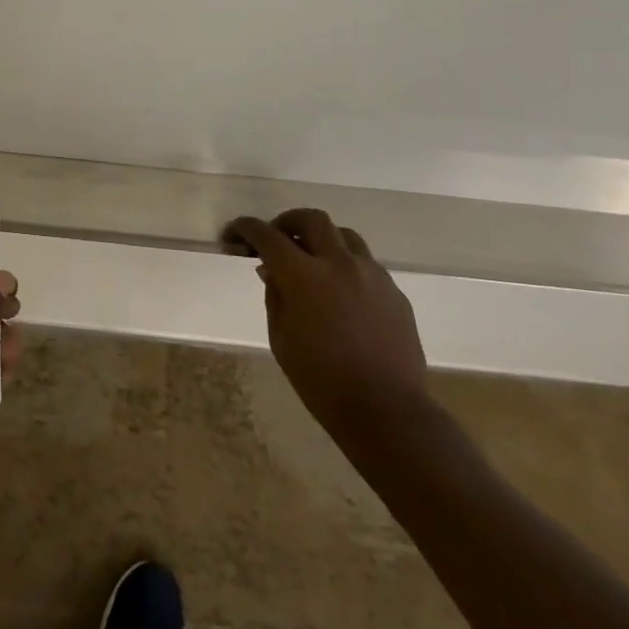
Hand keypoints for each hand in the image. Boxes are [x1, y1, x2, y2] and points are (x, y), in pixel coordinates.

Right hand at [226, 210, 427, 444]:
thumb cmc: (320, 380)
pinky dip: (346, 265)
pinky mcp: (394, 291)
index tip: (234, 232)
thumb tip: (271, 269)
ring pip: (344, 235)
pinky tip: (340, 292)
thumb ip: (275, 295)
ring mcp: (372, 274)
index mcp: (304, 276)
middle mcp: (339, 264)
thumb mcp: (281, 338)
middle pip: (312, 219)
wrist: (385, 410)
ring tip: (312, 260)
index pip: (267, 236)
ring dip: (322, 239)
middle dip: (287, 221)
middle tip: (276, 238)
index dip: (246, 228)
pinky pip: (366, 263)